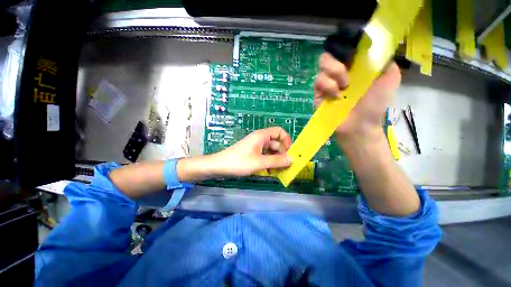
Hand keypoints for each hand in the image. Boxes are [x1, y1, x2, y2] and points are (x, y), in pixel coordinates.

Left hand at [214, 127, 292, 176]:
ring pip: (270, 151)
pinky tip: (268, 171)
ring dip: (275, 160)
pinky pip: (264, 156)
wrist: (219, 166)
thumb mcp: (260, 162)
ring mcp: (256, 146)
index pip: (279, 131)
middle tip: (284, 167)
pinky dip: (268, 162)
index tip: (289, 152)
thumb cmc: (239, 162)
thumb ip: (277, 161)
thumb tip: (293, 159)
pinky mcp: (252, 153)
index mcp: (262, 136)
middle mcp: (260, 139)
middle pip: (276, 143)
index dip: (286, 140)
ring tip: (276, 172)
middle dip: (281, 155)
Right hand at [314, 53, 400, 142]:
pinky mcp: (318, 94)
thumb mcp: (390, 79)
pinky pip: (318, 81)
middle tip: (347, 73)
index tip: (353, 52)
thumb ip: (386, 62)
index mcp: (354, 66)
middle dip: (337, 60)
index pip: (345, 48)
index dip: (346, 45)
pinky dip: (327, 85)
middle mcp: (339, 72)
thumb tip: (377, 47)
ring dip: (334, 72)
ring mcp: (327, 83)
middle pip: (330, 53)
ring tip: (344, 87)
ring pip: (322, 64)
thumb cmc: (375, 105)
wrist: (359, 126)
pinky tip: (335, 96)